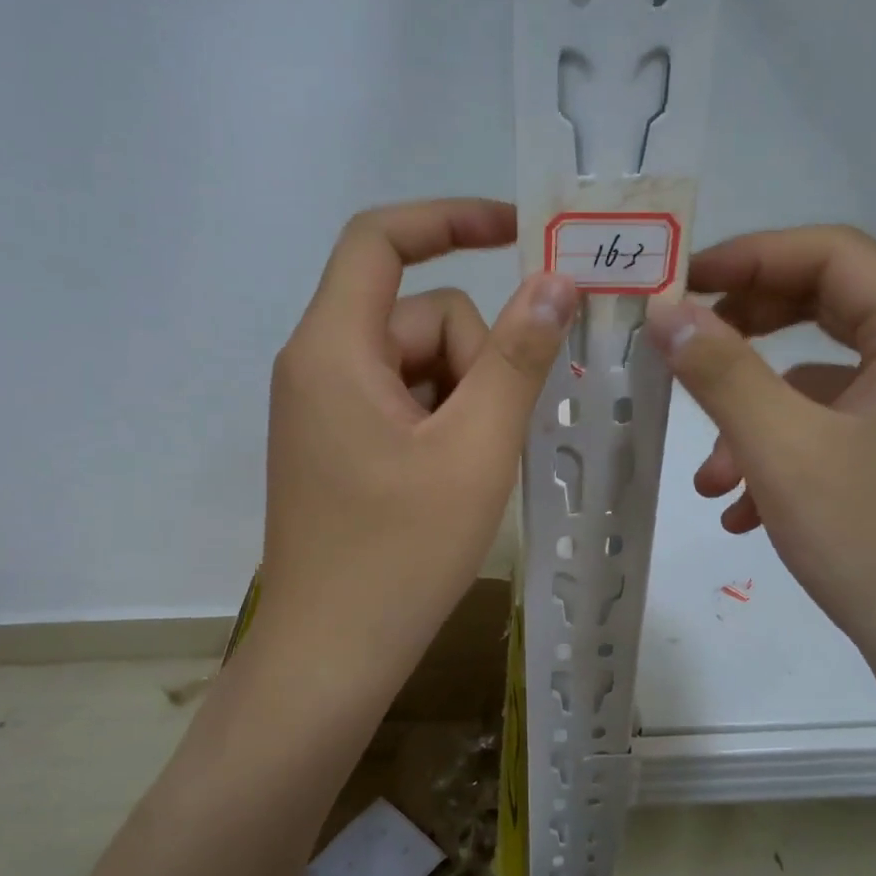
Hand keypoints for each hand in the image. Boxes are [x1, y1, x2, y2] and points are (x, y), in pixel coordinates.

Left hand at [243, 199, 576, 712]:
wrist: (330, 656)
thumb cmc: (400, 556)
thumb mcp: (476, 450)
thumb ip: (518, 358)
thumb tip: (556, 282)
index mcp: (333, 349)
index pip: (380, 239)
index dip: (449, 219)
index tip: (518, 231)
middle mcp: (318, 364)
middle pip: (419, 317)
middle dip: (475, 361)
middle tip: (494, 438)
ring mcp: (326, 408)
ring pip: (420, 364)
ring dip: (465, 399)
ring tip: (476, 469)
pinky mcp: (338, 444)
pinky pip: (405, 402)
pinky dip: (444, 423)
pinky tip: (456, 479)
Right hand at [645, 226, 875, 689]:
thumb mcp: (783, 450)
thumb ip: (720, 371)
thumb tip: (663, 309)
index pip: (829, 254)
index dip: (746, 257)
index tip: (677, 284)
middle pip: (825, 309)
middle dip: (744, 332)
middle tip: (682, 347)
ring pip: (821, 382)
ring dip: (754, 416)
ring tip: (709, 475)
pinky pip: (835, 431)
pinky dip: (783, 455)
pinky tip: (742, 513)